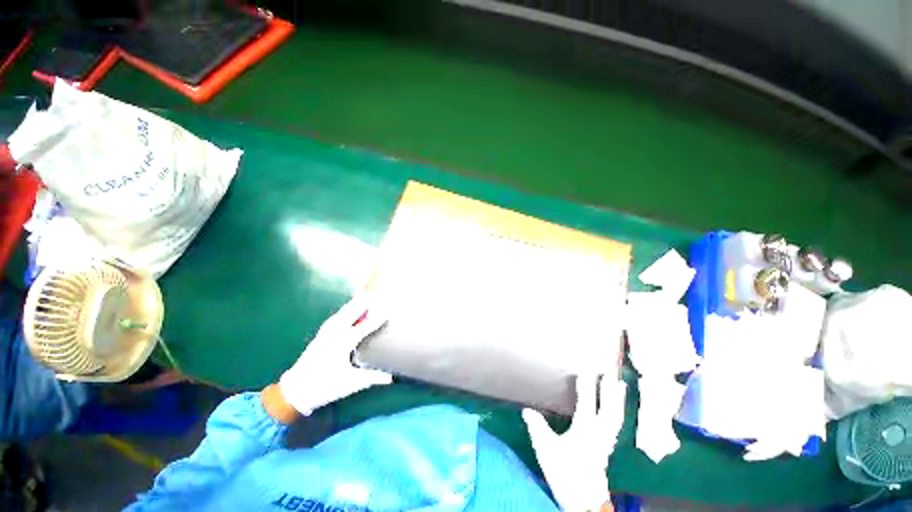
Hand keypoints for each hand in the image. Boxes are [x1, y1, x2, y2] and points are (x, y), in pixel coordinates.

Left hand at [278, 295, 391, 415]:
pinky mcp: (321, 333)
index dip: (379, 318)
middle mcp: (335, 332)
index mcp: (344, 342)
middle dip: (366, 301)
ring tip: (367, 296)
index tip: (390, 311)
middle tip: (379, 293)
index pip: (366, 326)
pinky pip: (338, 315)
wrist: (295, 391)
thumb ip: (372, 377)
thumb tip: (391, 378)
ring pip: (344, 311)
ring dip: (356, 303)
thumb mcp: (351, 383)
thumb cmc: (325, 386)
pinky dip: (347, 309)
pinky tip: (350, 309)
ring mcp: (326, 331)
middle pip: (353, 310)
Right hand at [523, 375, 626, 511]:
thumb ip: (537, 427)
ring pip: (616, 416)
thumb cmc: (564, 472)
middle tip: (610, 374)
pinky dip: (618, 413)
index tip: (585, 370)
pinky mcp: (608, 448)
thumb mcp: (546, 449)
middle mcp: (599, 433)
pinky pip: (616, 425)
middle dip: (610, 391)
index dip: (586, 386)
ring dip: (618, 400)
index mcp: (584, 430)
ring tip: (621, 385)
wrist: (583, 501)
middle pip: (609, 409)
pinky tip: (617, 410)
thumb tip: (527, 409)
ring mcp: (607, 441)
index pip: (587, 403)